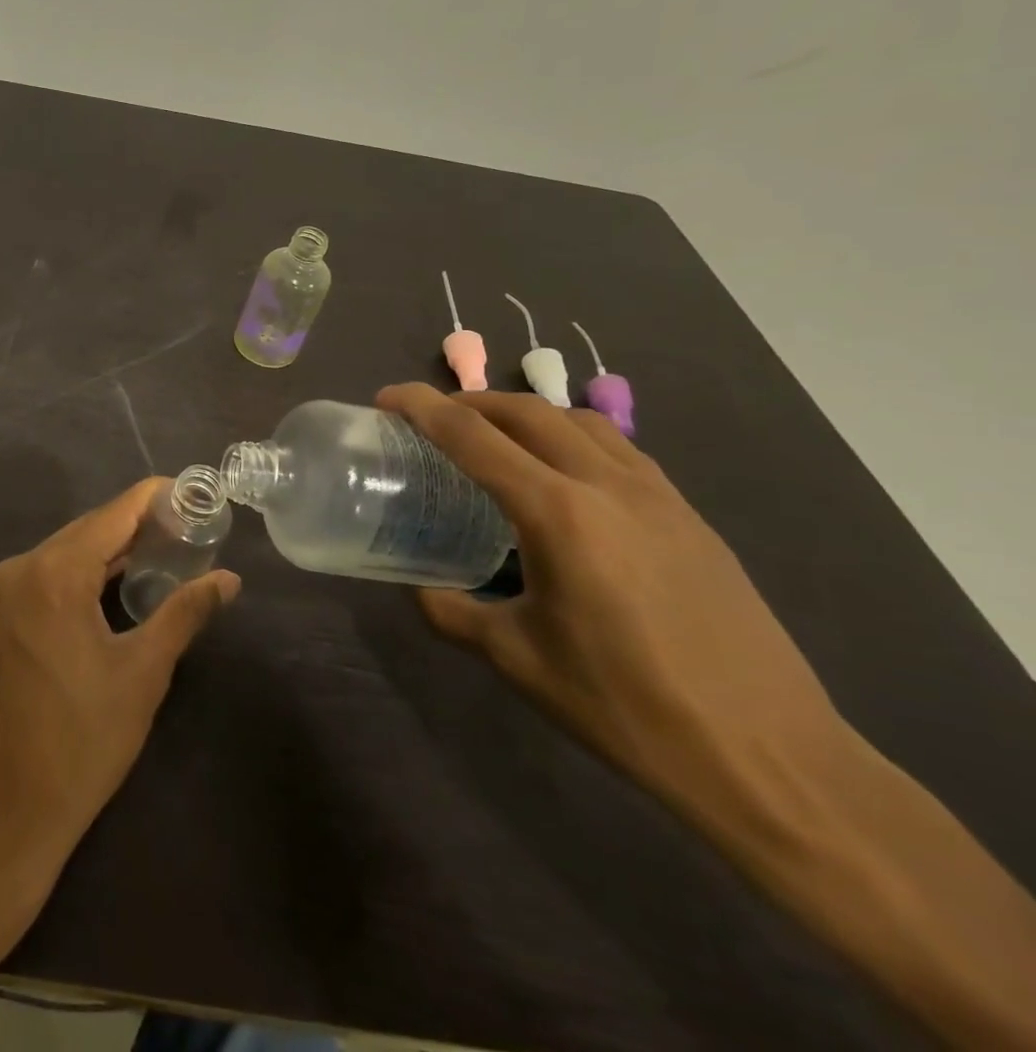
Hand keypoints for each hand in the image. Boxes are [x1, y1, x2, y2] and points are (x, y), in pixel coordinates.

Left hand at [0, 477, 240, 891]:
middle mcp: (23, 568)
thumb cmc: (81, 742)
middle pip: (91, 528)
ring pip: (71, 551)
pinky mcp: (5, 616)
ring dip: (116, 548)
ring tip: (170, 546)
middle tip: (193, 524)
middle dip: (140, 523)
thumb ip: (185, 614)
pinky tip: (125, 580)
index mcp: (54, 573)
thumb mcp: (143, 674)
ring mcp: (8, 592)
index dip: (156, 497)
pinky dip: (91, 571)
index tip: (196, 491)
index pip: (114, 514)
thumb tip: (229, 579)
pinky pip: (54, 574)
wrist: (6, 810)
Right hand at [376, 384, 844, 830]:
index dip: (422, 407)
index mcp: (558, 515)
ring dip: (524, 414)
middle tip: (430, 417)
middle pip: (527, 411)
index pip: (473, 436)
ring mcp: (659, 496)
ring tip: (494, 437)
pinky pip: (618, 449)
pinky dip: (571, 438)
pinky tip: (562, 477)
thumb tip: (418, 587)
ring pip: (579, 421)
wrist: (769, 757)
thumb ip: (451, 611)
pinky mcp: (690, 516)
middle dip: (470, 401)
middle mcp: (607, 486)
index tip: (386, 398)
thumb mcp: (516, 659)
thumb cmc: (626, 707)